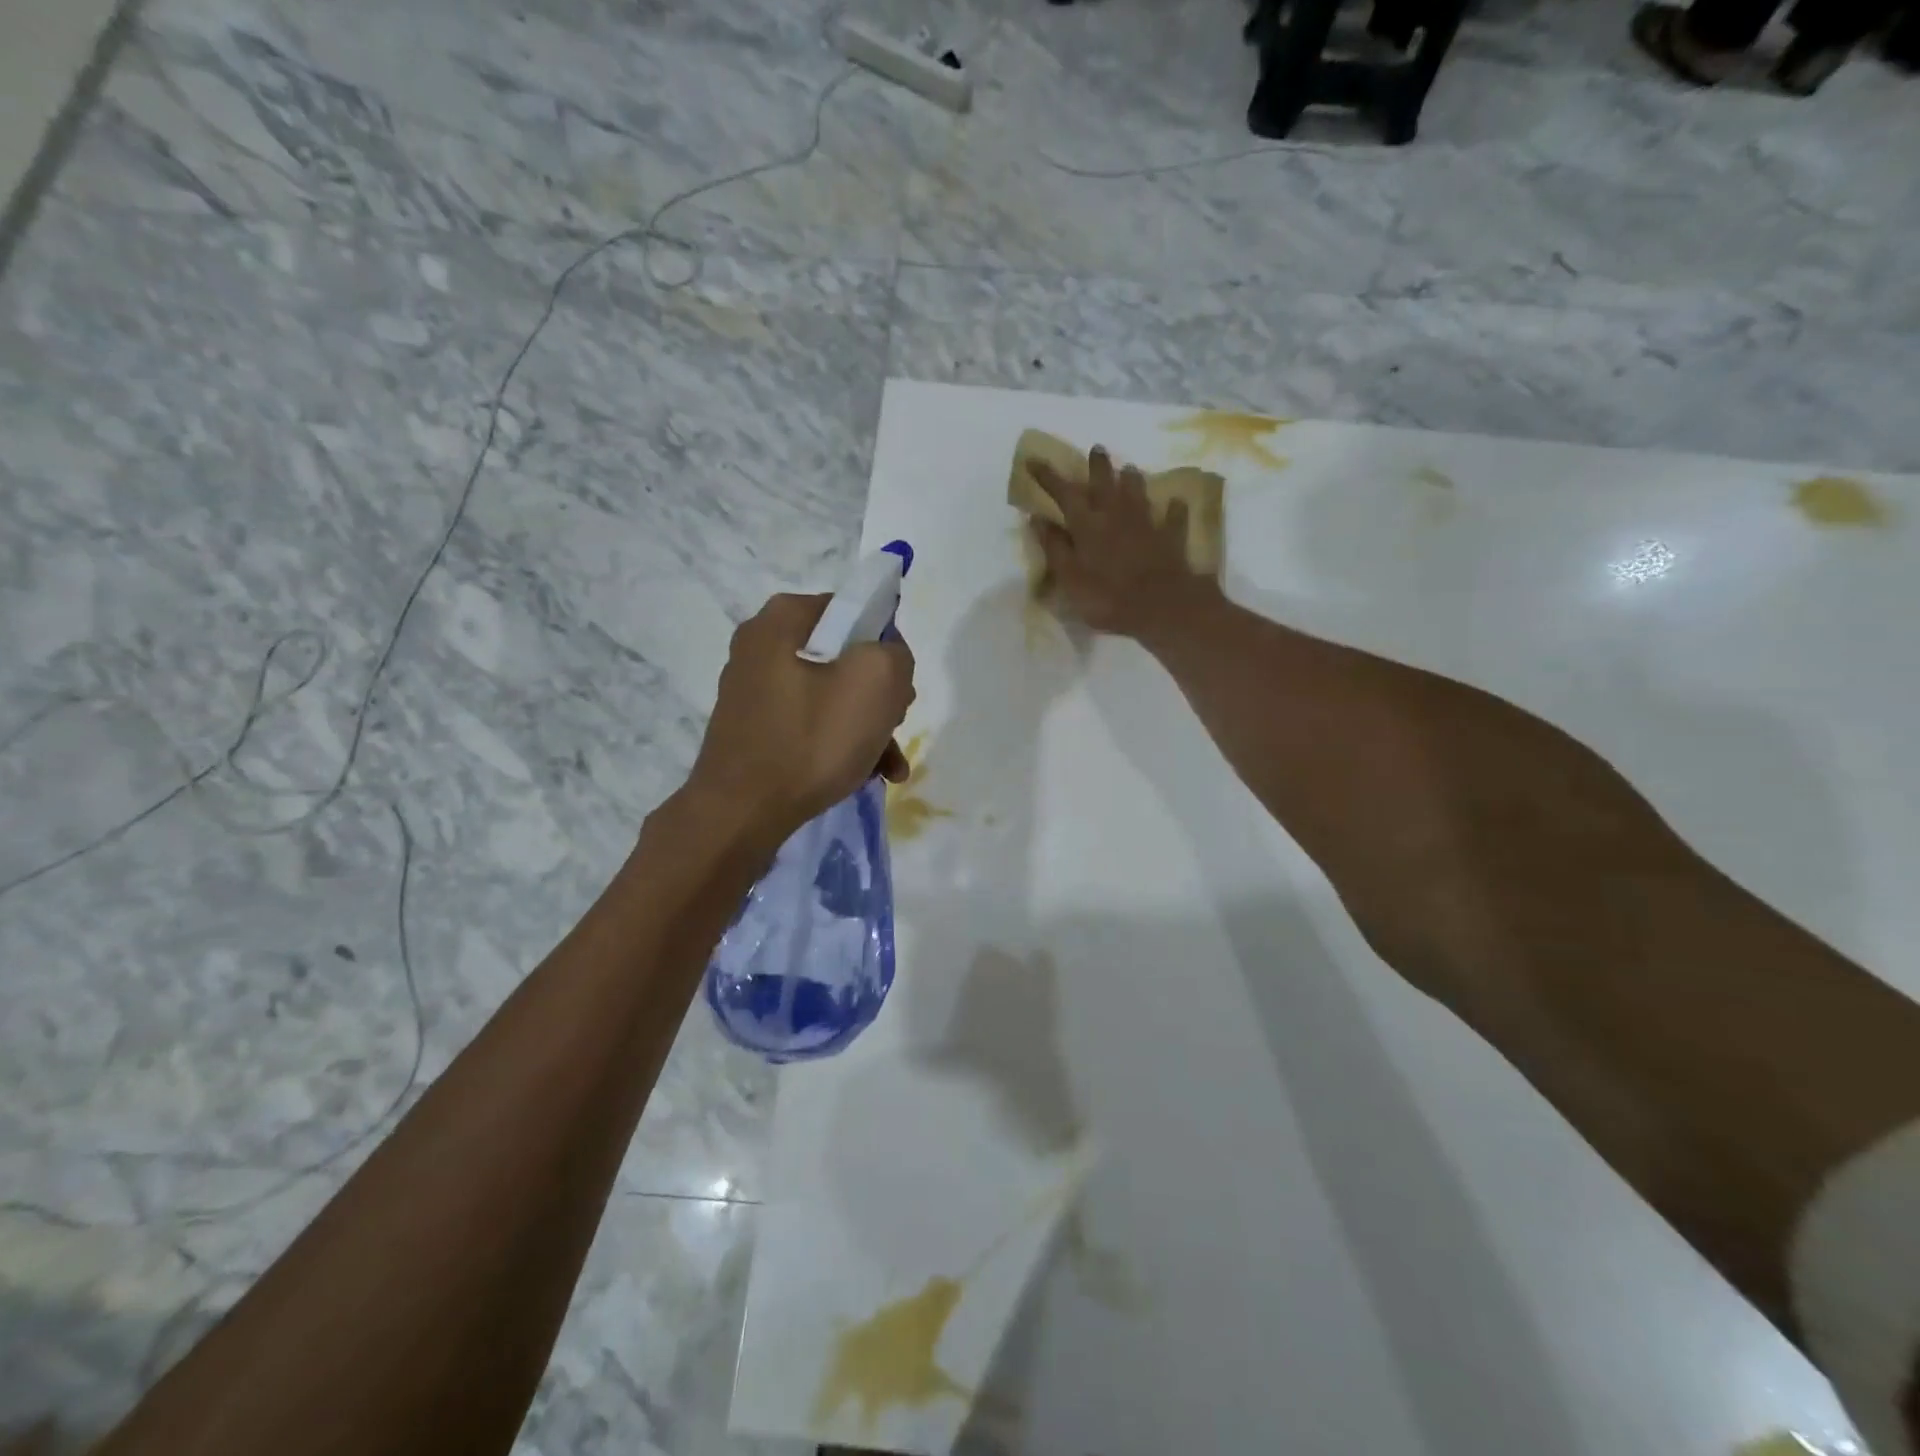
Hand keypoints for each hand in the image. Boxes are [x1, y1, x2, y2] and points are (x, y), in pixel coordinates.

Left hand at [685, 593, 915, 850]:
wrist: (741, 813)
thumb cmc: (811, 739)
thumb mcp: (876, 682)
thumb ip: (895, 654)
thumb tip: (885, 659)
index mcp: (783, 618)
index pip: (854, 611)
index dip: (887, 646)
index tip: (898, 687)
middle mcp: (761, 645)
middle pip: (844, 657)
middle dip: (879, 694)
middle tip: (894, 725)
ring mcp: (753, 689)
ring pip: (830, 695)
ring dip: (866, 726)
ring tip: (888, 765)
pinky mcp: (753, 727)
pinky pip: (809, 723)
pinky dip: (838, 744)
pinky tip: (864, 775)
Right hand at [1030, 447, 1222, 645]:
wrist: (1162, 606)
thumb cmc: (1107, 597)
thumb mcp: (1070, 578)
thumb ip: (1054, 548)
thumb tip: (1037, 519)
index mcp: (1087, 525)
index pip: (1064, 493)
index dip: (1048, 477)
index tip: (1034, 460)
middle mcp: (1116, 515)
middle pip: (1106, 483)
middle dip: (1098, 465)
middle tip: (1097, 448)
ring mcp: (1146, 524)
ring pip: (1138, 493)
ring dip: (1132, 480)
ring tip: (1130, 468)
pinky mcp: (1170, 537)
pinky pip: (1173, 518)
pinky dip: (1173, 509)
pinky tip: (1176, 503)